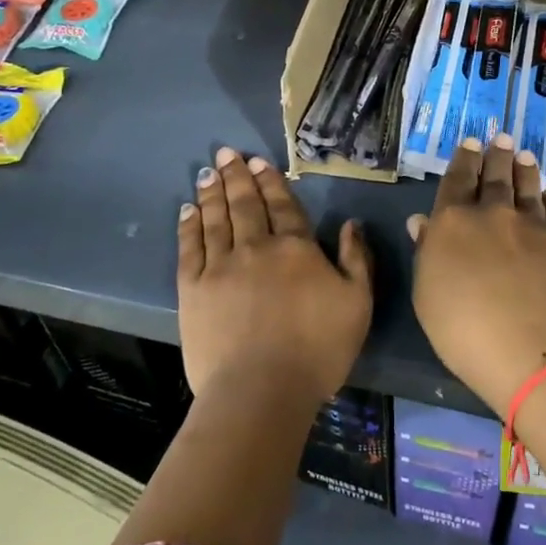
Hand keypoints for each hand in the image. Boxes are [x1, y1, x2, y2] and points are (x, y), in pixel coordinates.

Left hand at [177, 147, 372, 402]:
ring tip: (206, 172)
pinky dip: (188, 226)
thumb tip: (351, 223)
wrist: (262, 391)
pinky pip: (189, 248)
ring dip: (212, 193)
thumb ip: (356, 259)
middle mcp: (256, 247)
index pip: (282, 205)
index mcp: (296, 248)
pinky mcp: (193, 290)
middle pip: (245, 204)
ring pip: (215, 219)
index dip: (271, 181)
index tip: (258, 161)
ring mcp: (220, 266)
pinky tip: (188, 210)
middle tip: (227, 153)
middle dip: (237, 176)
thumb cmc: (318, 349)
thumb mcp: (357, 303)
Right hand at [408, 134, 545, 417]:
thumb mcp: (427, 293)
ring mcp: (530, 223)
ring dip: (524, 169)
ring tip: (525, 155)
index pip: (457, 180)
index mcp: (453, 221)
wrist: (529, 346)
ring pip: (526, 186)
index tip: (471, 143)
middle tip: (502, 138)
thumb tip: (422, 221)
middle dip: (496, 155)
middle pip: (494, 176)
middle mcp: (492, 212)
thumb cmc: (463, 329)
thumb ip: (426, 251)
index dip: (463, 160)